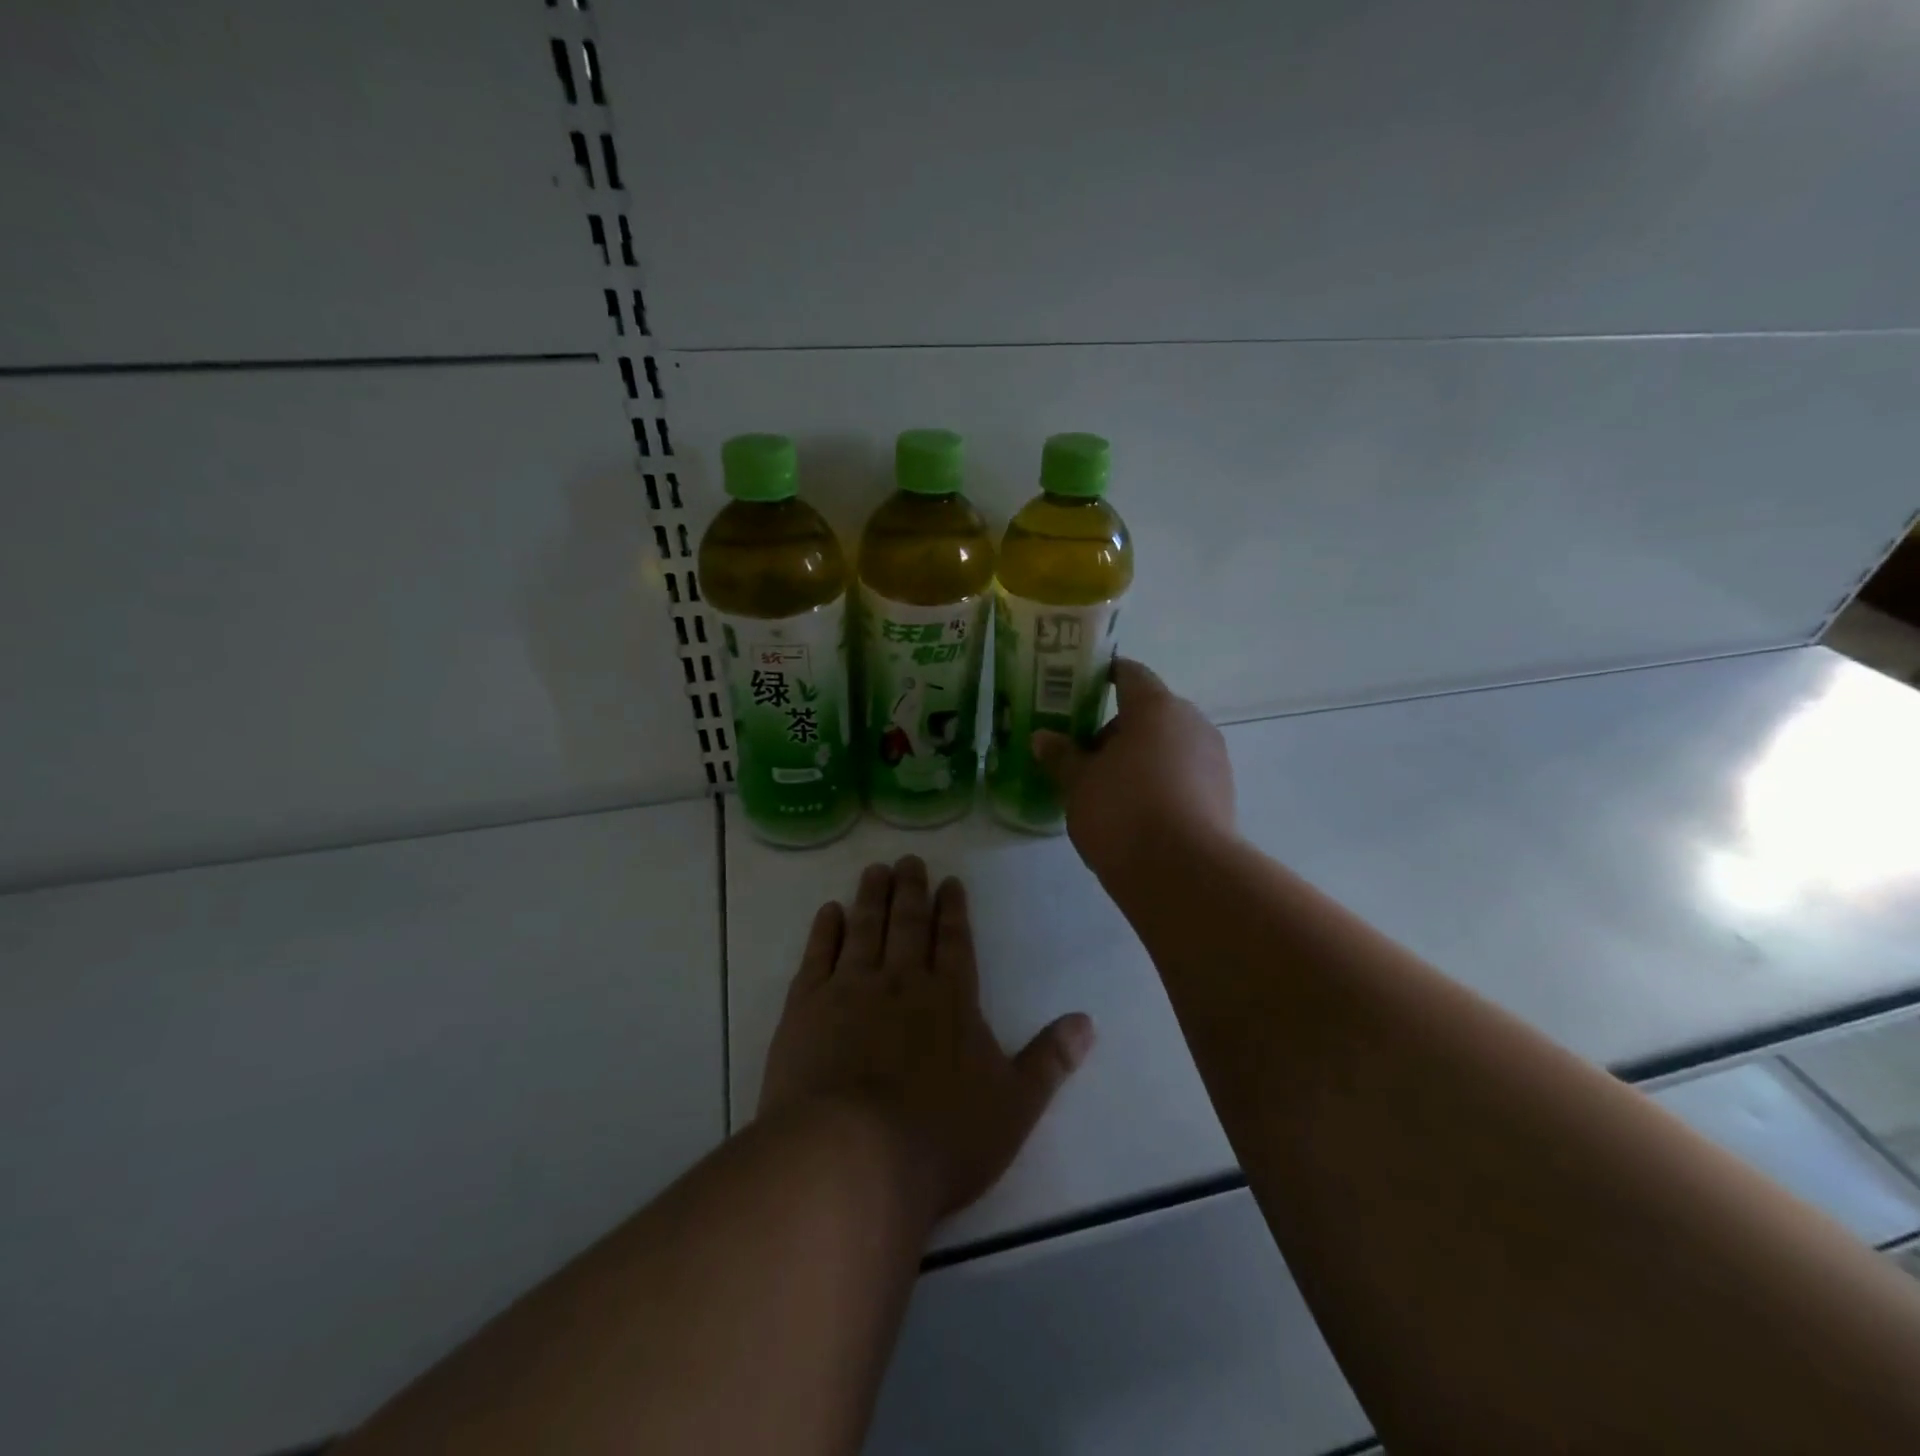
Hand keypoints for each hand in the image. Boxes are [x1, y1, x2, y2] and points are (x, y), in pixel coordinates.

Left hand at [759, 856, 1094, 1219]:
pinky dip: (825, 930)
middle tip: (909, 860)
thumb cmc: (941, 1139)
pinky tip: (829, 912)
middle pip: (909, 924)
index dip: (953, 910)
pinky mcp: (807, 1007)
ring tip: (875, 869)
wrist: (852, 1158)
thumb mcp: (1013, 1107)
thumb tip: (1088, 1021)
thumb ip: (1049, 1061)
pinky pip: (819, 956)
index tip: (949, 882)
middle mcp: (902, 981)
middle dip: (911, 890)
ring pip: (865, 929)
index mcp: (951, 999)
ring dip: (872, 897)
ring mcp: (851, 989)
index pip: (955, 941)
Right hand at [1032, 658, 1235, 884]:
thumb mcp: (1078, 784)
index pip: (1129, 673)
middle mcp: (1192, 723)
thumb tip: (1043, 738)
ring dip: (1139, 758)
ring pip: (1168, 746)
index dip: (1104, 676)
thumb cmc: (1122, 812)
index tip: (1080, 688)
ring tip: (1107, 790)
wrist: (1183, 873)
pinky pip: (1183, 775)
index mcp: (1156, 707)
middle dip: (1117, 730)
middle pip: (1150, 713)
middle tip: (1084, 755)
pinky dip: (1159, 783)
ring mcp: (1214, 759)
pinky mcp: (1223, 795)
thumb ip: (1061, 756)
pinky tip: (1136, 813)